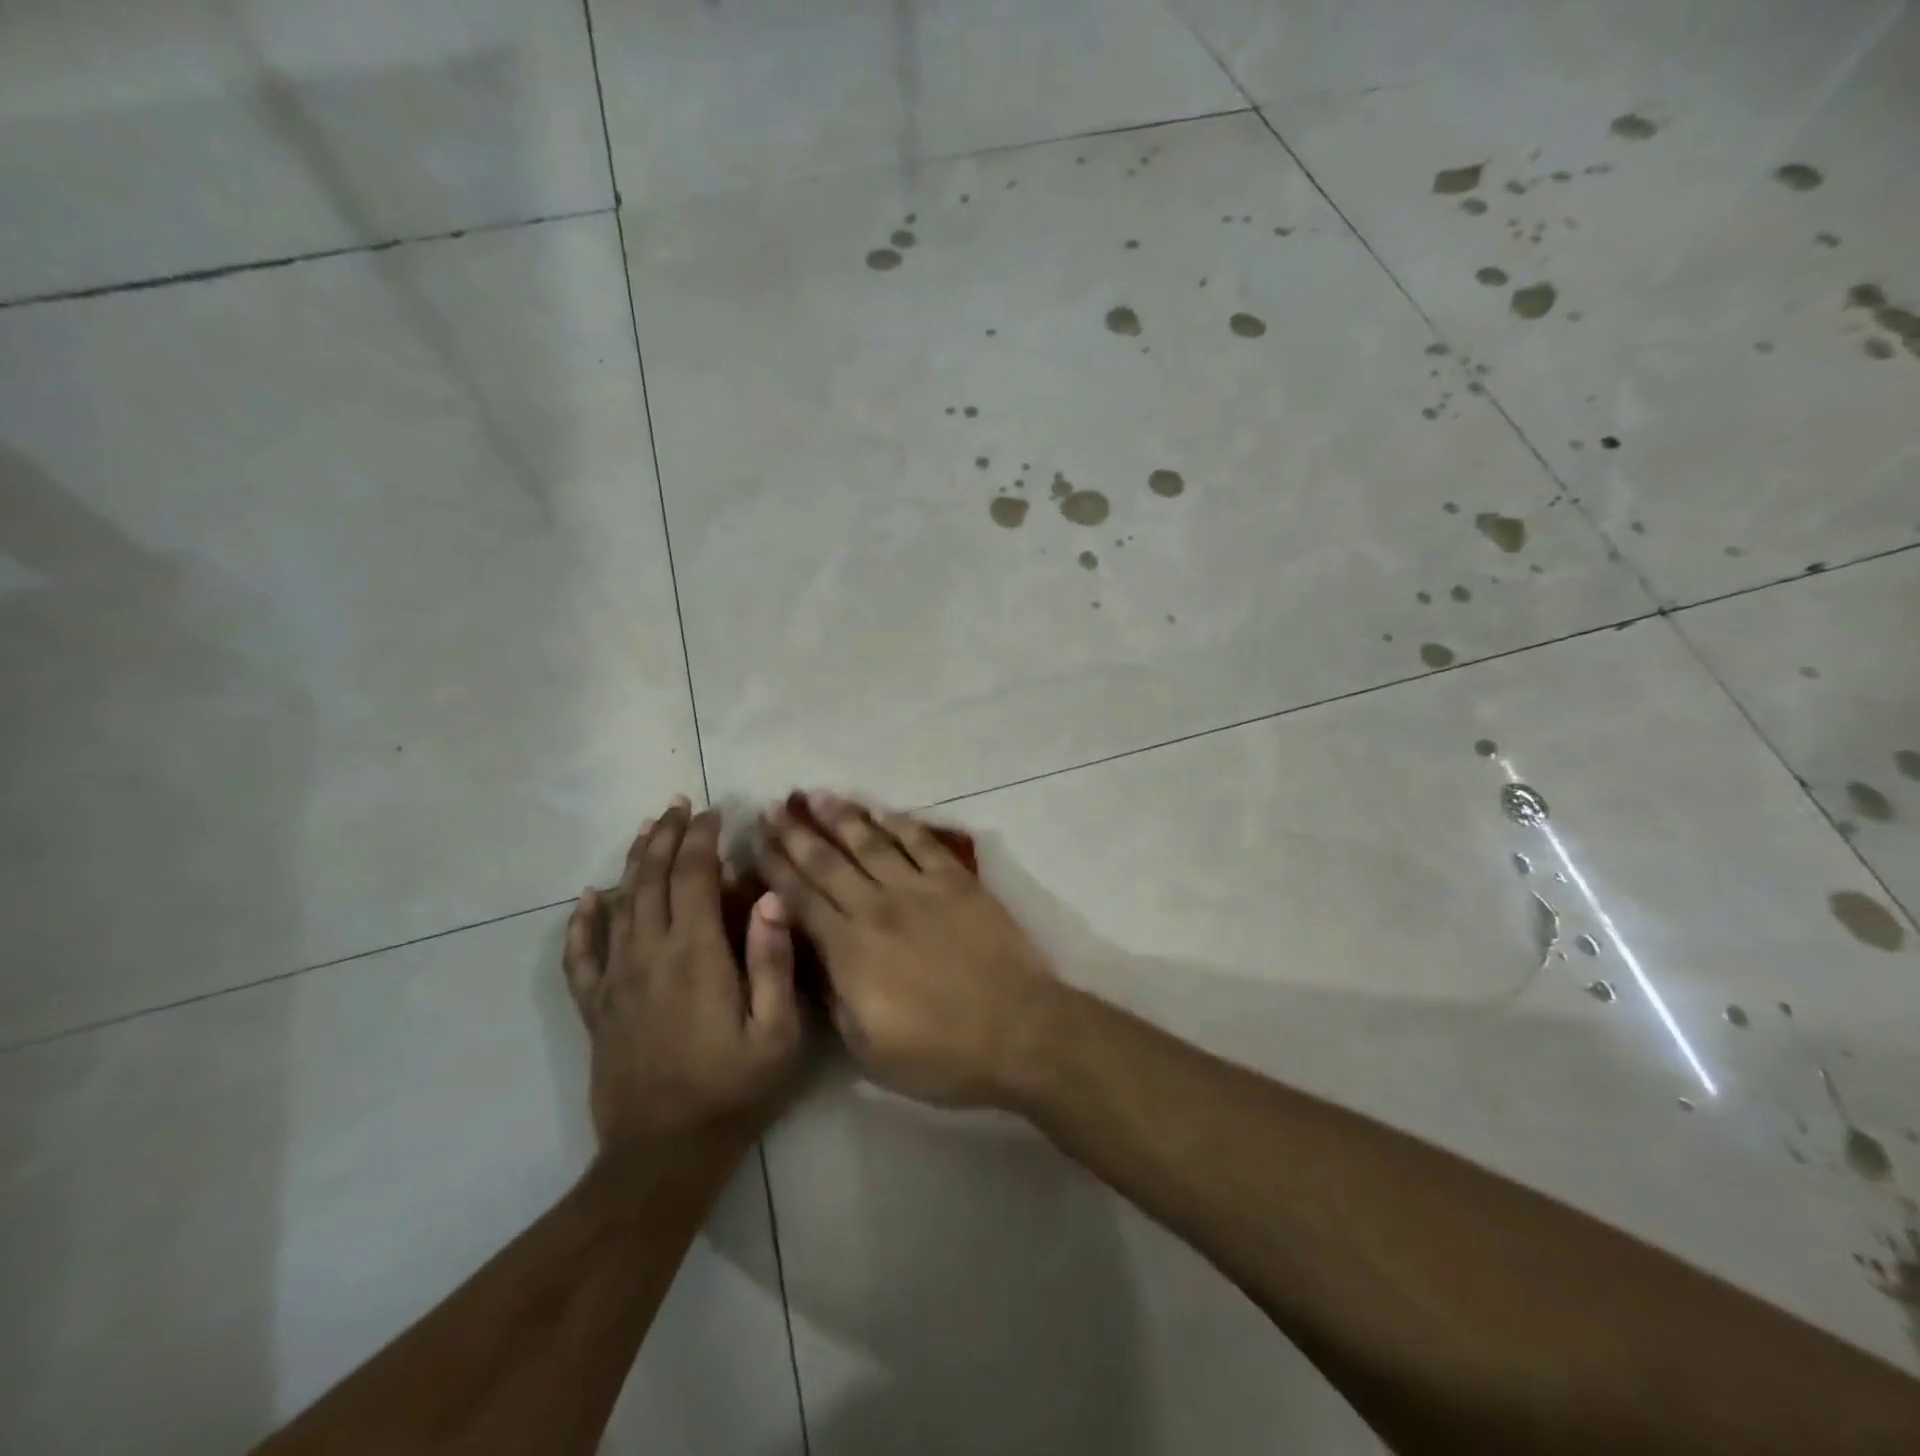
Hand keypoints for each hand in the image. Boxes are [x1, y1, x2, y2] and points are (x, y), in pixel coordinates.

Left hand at [564, 798, 804, 1151]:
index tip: (716, 811)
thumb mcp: (777, 1032)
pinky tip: (587, 897)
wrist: (663, 1155)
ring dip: (634, 862)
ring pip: (619, 904)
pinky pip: (580, 955)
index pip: (693, 875)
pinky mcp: (597, 1008)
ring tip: (646, 830)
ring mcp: (616, 981)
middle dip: (667, 836)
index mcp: (695, 954)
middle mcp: (649, 955)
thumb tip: (768, 897)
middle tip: (679, 805)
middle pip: (652, 878)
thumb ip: (773, 961)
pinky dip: (582, 921)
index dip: (703, 837)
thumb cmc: (732, 1089)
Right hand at [758, 793, 1061, 1107]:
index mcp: (849, 949)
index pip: (801, 899)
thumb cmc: (939, 1053)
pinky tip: (881, 811)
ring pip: (871, 843)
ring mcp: (920, 889)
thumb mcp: (866, 1049)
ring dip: (842, 817)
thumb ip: (833, 998)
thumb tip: (811, 959)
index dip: (775, 869)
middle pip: (827, 862)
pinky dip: (899, 824)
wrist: (1016, 1030)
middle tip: (774, 808)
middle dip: (796, 834)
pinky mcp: (957, 882)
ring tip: (818, 797)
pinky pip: (921, 843)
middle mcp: (877, 907)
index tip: (756, 844)